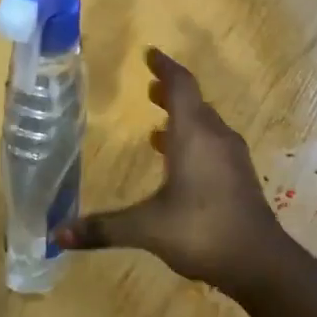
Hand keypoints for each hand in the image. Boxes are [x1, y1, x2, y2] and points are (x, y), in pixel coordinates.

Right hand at [56, 47, 289, 297]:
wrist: (259, 262)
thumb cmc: (201, 231)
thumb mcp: (146, 228)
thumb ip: (103, 228)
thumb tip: (56, 235)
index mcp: (194, 135)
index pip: (181, 86)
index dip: (165, 68)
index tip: (150, 54)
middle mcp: (215, 138)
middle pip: (195, 103)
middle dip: (171, 92)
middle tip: (150, 87)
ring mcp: (232, 158)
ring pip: (206, 125)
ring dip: (183, 118)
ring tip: (157, 126)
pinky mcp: (239, 178)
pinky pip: (213, 145)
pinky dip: (194, 141)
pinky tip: (179, 164)